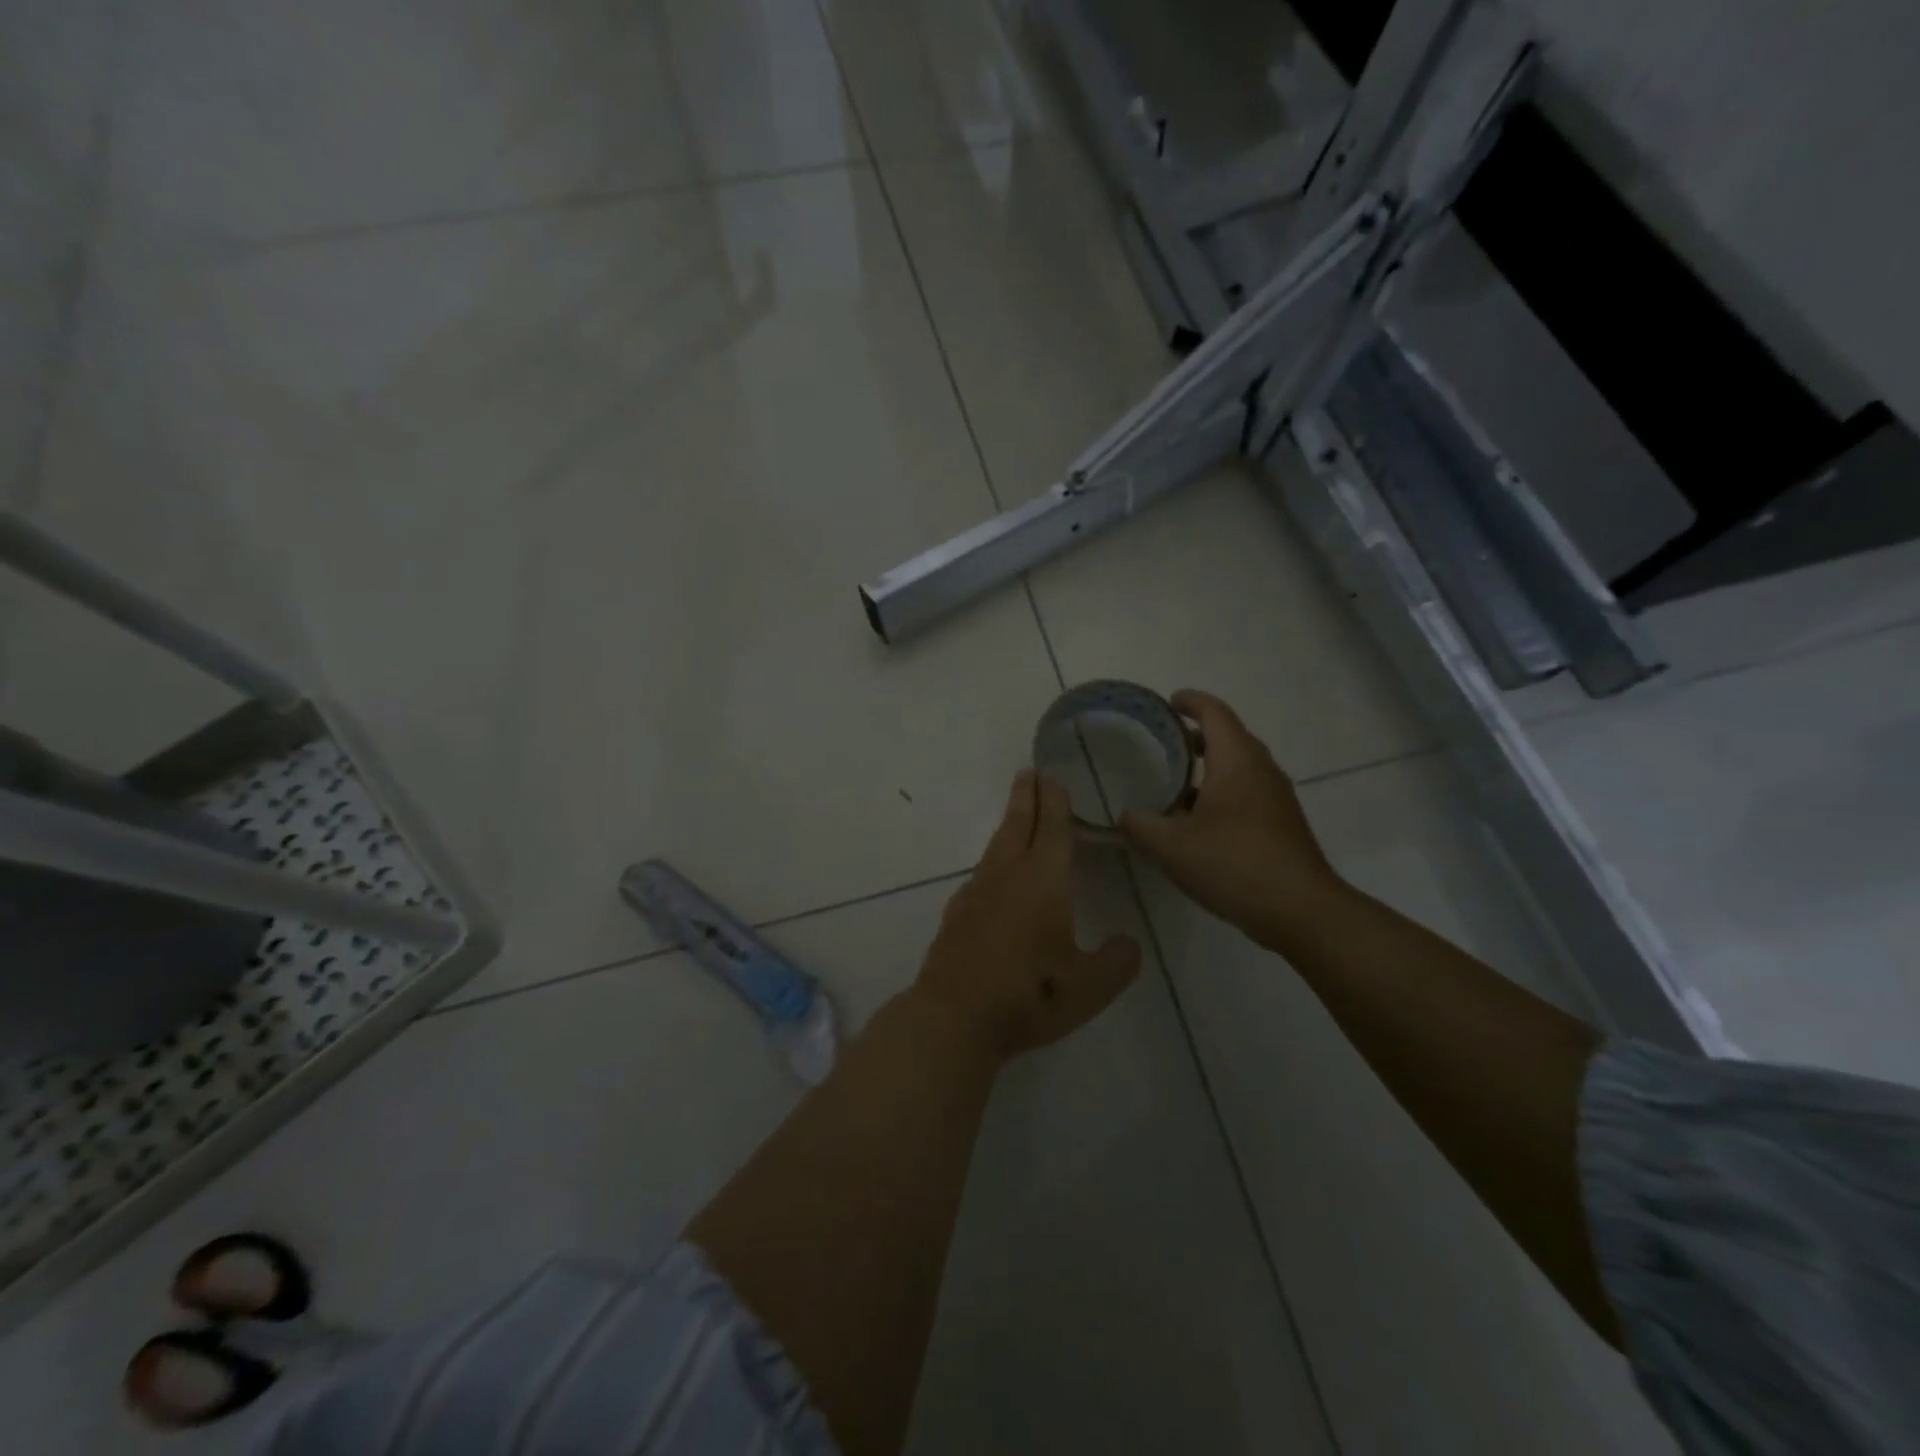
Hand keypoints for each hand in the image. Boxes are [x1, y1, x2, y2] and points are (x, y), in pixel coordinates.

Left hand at [910, 771, 1141, 1062]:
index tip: (1052, 776)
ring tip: (1017, 815)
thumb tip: (1128, 944)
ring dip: (1009, 823)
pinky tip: (995, 878)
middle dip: (1026, 796)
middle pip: (1017, 824)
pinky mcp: (957, 914)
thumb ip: (1116, 962)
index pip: (1051, 828)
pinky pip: (981, 873)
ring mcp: (976, 893)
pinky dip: (994, 860)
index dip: (1055, 801)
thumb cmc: (1029, 995)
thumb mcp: (1090, 987)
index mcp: (1042, 881)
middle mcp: (1006, 876)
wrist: (954, 1017)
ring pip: (996, 846)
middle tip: (1028, 772)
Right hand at [1119, 690, 1346, 940]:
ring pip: (1241, 766)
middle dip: (1199, 733)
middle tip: (1166, 741)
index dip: (1191, 701)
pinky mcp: (1283, 823)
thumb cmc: (1233, 864)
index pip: (1214, 713)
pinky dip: (1224, 790)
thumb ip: (1140, 826)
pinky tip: (1201, 820)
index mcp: (1236, 761)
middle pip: (1231, 736)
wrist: (1300, 910)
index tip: (1169, 702)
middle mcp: (1261, 769)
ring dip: (1212, 765)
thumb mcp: (1171, 847)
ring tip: (1178, 781)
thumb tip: (1124, 816)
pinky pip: (1249, 791)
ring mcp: (1277, 797)